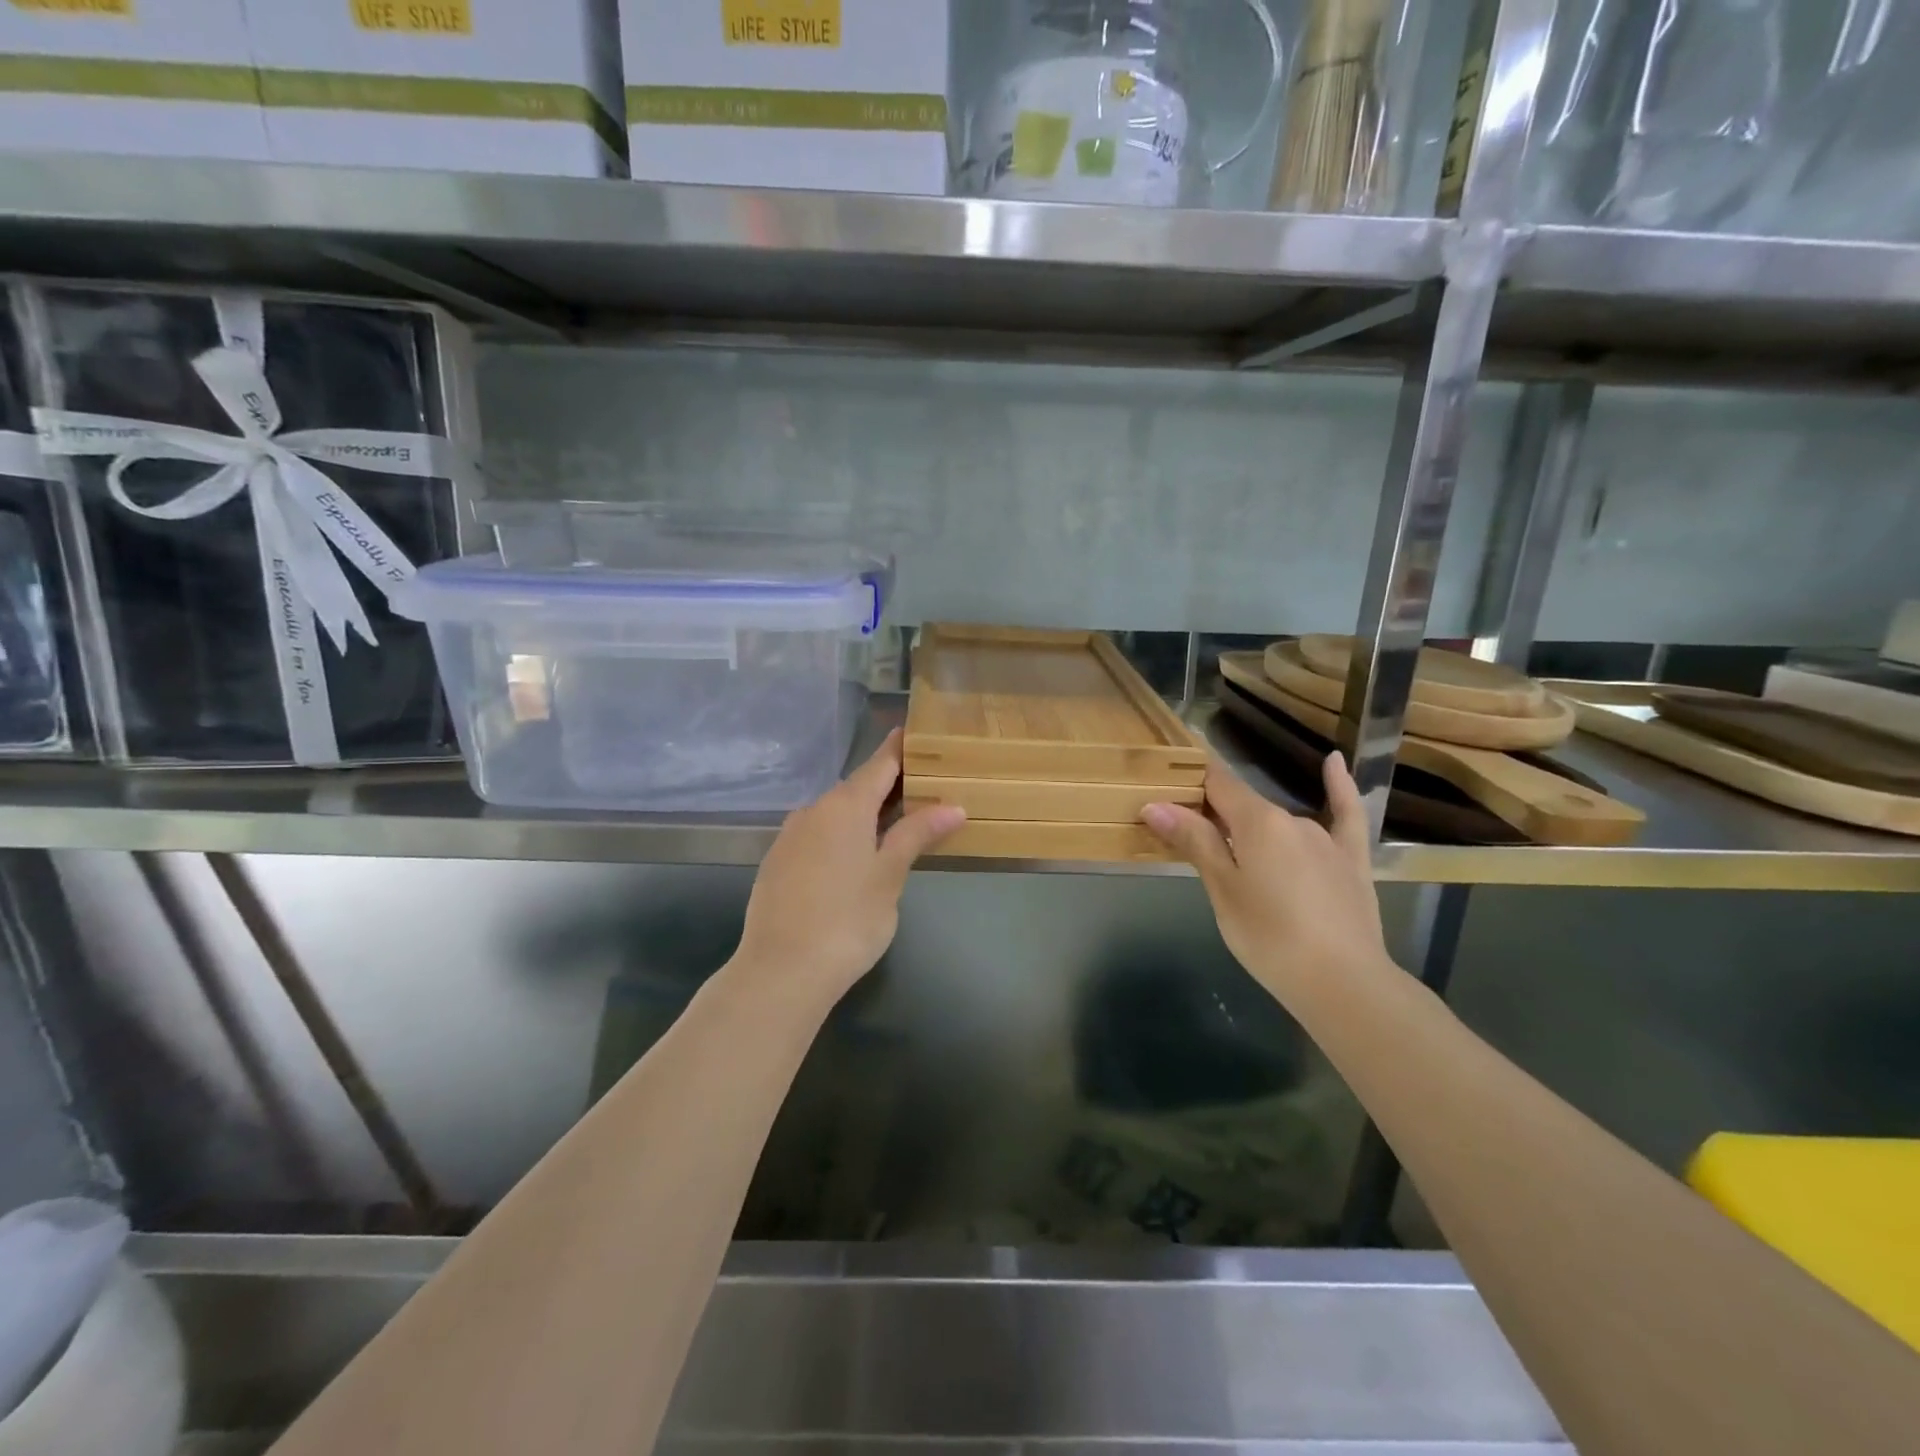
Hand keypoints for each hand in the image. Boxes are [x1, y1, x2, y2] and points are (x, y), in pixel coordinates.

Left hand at [732, 730, 964, 1014]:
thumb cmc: (848, 919)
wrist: (781, 970)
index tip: (915, 733)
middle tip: (921, 791)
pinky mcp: (776, 863)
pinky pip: (816, 836)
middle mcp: (813, 810)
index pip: (879, 764)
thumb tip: (952, 806)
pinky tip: (852, 861)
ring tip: (893, 828)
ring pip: (834, 814)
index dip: (899, 749)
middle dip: (887, 788)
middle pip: (856, 788)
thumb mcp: (890, 875)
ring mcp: (790, 836)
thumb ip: (917, 834)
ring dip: (863, 815)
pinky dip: (839, 837)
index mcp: (845, 806)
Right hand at [1141, 753, 1390, 1002]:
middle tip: (1191, 840)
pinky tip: (1332, 762)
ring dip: (1254, 830)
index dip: (1191, 780)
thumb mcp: (1222, 891)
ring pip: (1279, 822)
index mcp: (1256, 821)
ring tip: (1237, 858)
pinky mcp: (1352, 860)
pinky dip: (1338, 786)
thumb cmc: (1269, 938)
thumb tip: (1156, 805)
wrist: (1344, 984)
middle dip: (1216, 815)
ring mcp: (1325, 838)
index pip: (1216, 783)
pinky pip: (1345, 814)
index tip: (1168, 782)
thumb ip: (1194, 842)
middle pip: (1244, 805)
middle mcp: (1291, 818)